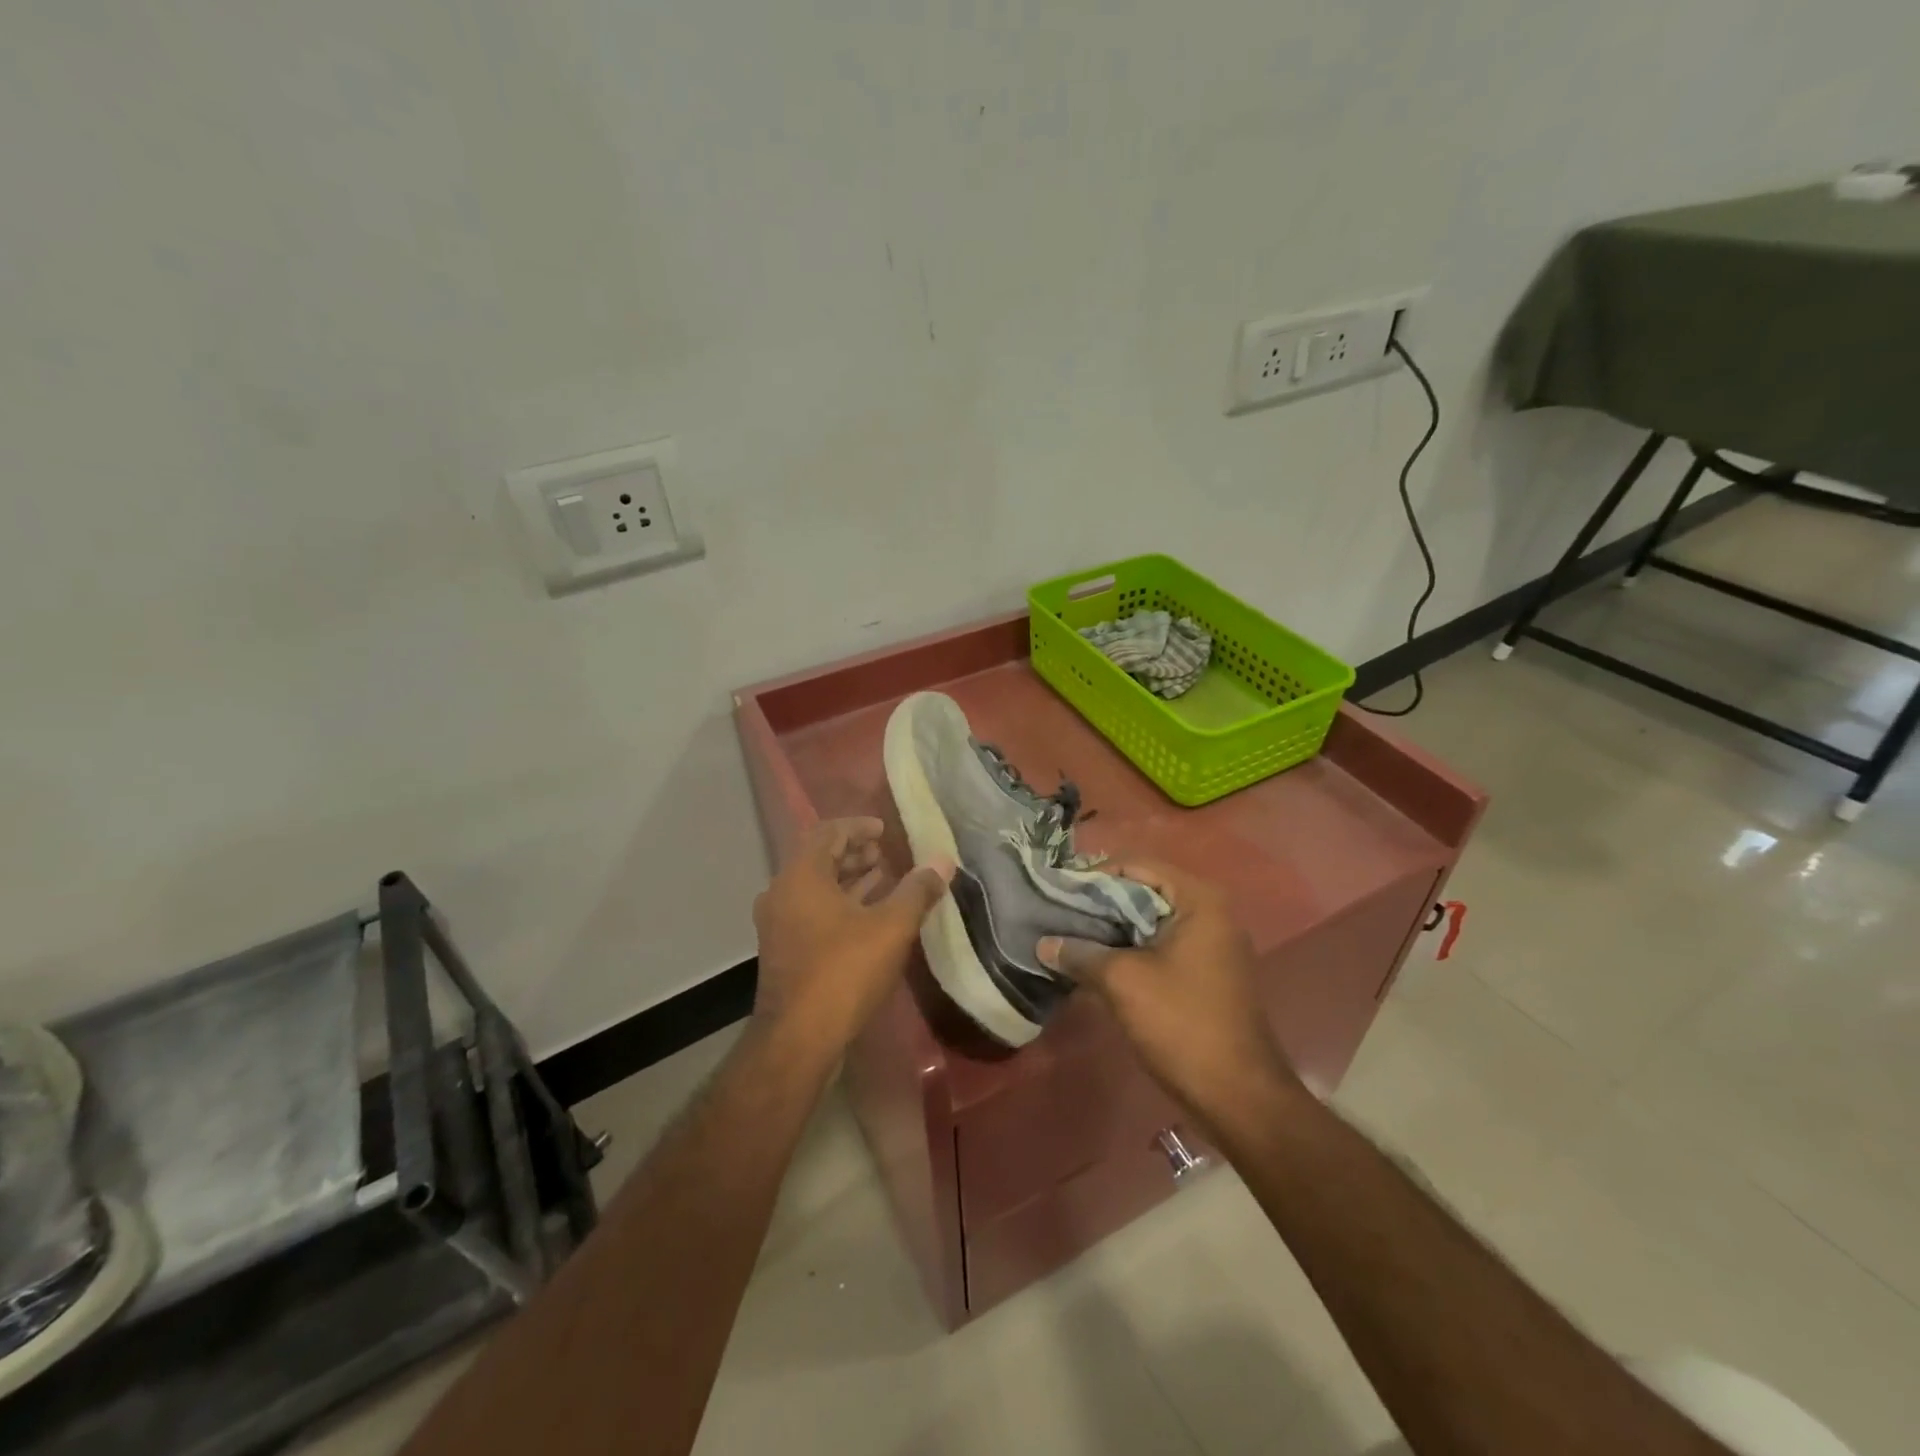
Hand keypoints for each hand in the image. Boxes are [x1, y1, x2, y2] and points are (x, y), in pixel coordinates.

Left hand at [751, 817, 953, 1057]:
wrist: (798, 1039)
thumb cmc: (844, 971)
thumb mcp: (891, 927)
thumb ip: (917, 890)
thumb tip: (942, 862)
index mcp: (801, 876)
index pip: (827, 832)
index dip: (858, 826)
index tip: (884, 829)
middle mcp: (782, 892)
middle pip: (819, 858)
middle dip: (854, 852)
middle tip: (887, 854)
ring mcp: (778, 923)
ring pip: (815, 887)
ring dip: (848, 879)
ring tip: (884, 880)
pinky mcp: (783, 949)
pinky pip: (812, 910)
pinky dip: (839, 903)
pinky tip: (868, 917)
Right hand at [1038, 861, 1297, 1125]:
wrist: (1239, 1096)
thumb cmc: (1182, 1024)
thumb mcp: (1123, 982)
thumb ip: (1080, 953)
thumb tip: (1043, 944)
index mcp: (1198, 900)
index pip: (1136, 865)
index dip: (1093, 876)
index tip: (1057, 893)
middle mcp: (1209, 912)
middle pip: (1142, 891)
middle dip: (1098, 904)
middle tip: (1056, 915)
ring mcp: (1210, 943)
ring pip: (1148, 921)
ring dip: (1110, 930)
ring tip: (1067, 938)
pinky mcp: (1204, 972)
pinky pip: (1158, 946)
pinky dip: (1128, 950)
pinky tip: (1094, 964)